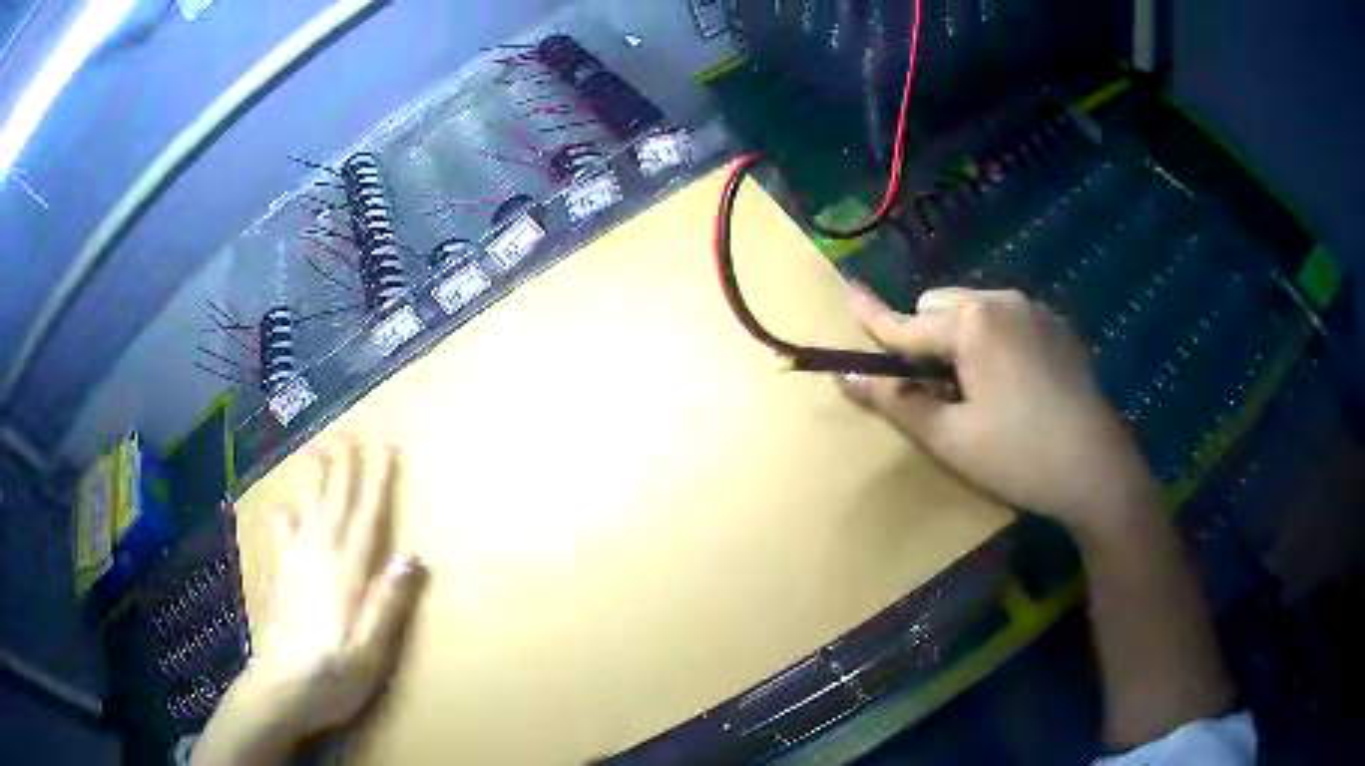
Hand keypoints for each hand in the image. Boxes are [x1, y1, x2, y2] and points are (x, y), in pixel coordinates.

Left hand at [243, 436, 425, 737]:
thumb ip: (388, 602)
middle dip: (342, 467)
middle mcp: (321, 559)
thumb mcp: (372, 649)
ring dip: (314, 479)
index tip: (385, 449)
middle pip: (334, 504)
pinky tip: (282, 508)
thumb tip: (411, 557)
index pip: (367, 519)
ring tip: (315, 450)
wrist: (283, 688)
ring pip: (308, 510)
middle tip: (347, 433)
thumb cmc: (335, 674)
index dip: (377, 483)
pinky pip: (283, 536)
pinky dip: (285, 516)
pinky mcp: (282, 579)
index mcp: (347, 573)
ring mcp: (297, 566)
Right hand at [836, 286, 1157, 531]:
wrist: (1098, 470)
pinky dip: (995, 339)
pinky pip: (1008, 319)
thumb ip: (897, 402)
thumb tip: (848, 376)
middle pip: (940, 306)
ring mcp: (1035, 310)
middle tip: (939, 390)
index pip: (907, 324)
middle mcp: (1002, 301)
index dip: (872, 319)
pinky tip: (1017, 383)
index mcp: (972, 324)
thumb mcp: (950, 438)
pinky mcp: (1058, 326)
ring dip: (961, 337)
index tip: (846, 294)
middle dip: (928, 339)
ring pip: (975, 309)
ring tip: (981, 389)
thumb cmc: (1019, 457)